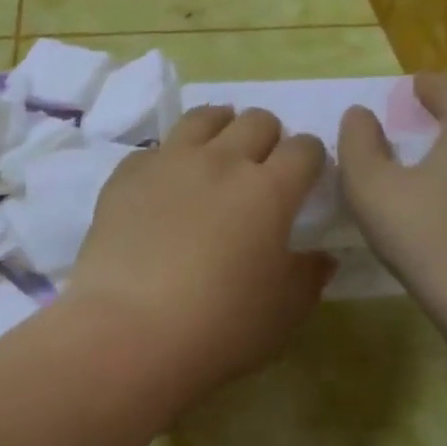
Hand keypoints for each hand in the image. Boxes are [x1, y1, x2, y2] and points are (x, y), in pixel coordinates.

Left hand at [67, 107, 333, 388]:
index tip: (305, 177)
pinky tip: (164, 185)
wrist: (130, 328)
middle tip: (261, 166)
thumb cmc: (220, 326)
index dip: (311, 158)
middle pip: (256, 121)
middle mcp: (221, 161)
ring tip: (217, 151)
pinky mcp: (127, 174)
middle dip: (268, 137)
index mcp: (269, 190)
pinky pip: (155, 149)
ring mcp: (169, 161)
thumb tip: (320, 257)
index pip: (304, 149)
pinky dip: (168, 158)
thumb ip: (307, 277)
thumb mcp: (283, 313)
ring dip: (220, 126)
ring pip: (203, 117)